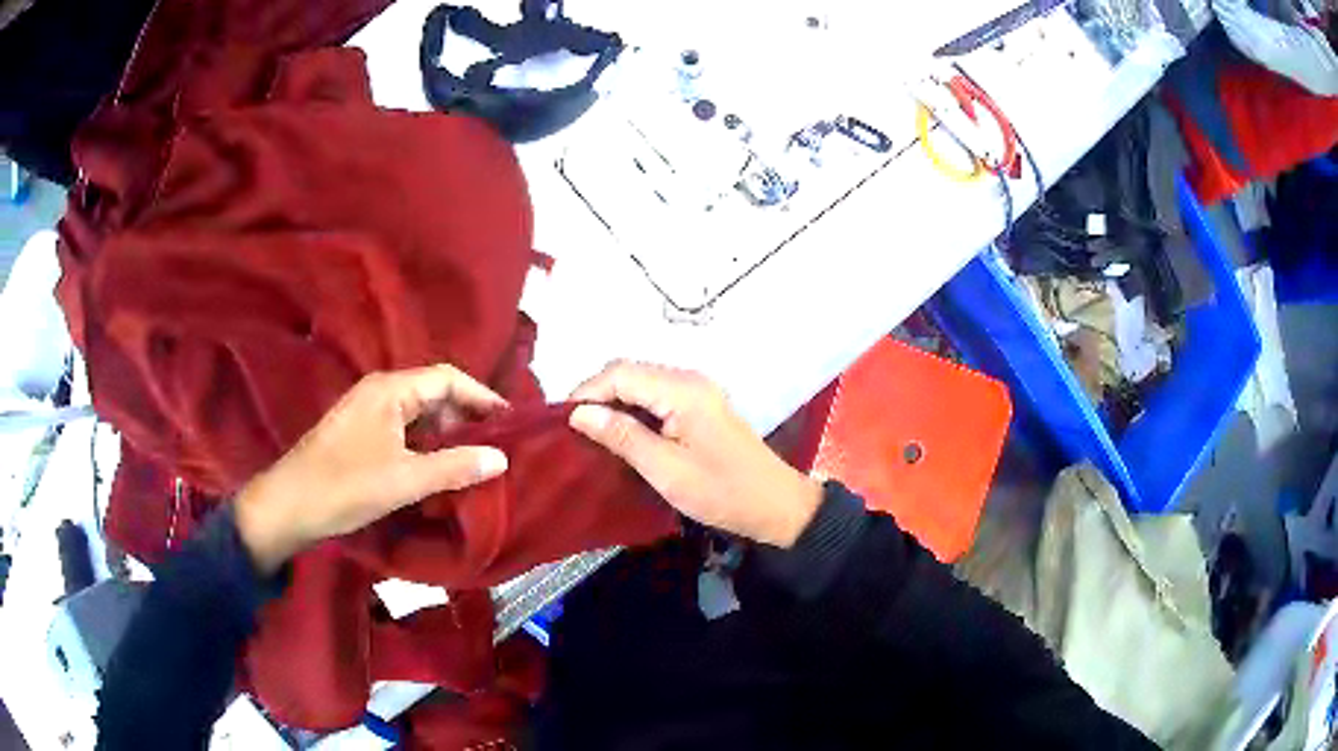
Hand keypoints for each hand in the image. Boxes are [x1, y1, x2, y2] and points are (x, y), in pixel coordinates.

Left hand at [234, 365, 510, 572]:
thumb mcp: (404, 479)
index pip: (448, 378)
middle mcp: (379, 391)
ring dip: (445, 435)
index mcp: (390, 389)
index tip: (511, 423)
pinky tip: (437, 469)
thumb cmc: (345, 486)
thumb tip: (501, 459)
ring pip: (418, 414)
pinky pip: (403, 430)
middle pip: (434, 393)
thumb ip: (454, 467)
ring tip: (473, 462)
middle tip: (496, 448)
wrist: (289, 504)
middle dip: (466, 417)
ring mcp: (367, 412)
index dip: (482, 397)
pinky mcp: (359, 433)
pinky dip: (425, 445)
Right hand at [568, 362, 821, 547]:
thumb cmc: (721, 491)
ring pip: (641, 383)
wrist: (774, 504)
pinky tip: (619, 433)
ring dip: (613, 402)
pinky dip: (632, 409)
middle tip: (572, 429)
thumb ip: (622, 436)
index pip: (620, 373)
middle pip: (629, 372)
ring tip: (589, 432)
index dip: (586, 391)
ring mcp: (696, 391)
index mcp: (682, 390)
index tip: (561, 421)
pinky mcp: (700, 406)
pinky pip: (656, 396)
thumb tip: (579, 413)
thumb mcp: (666, 470)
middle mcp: (689, 379)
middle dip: (597, 395)